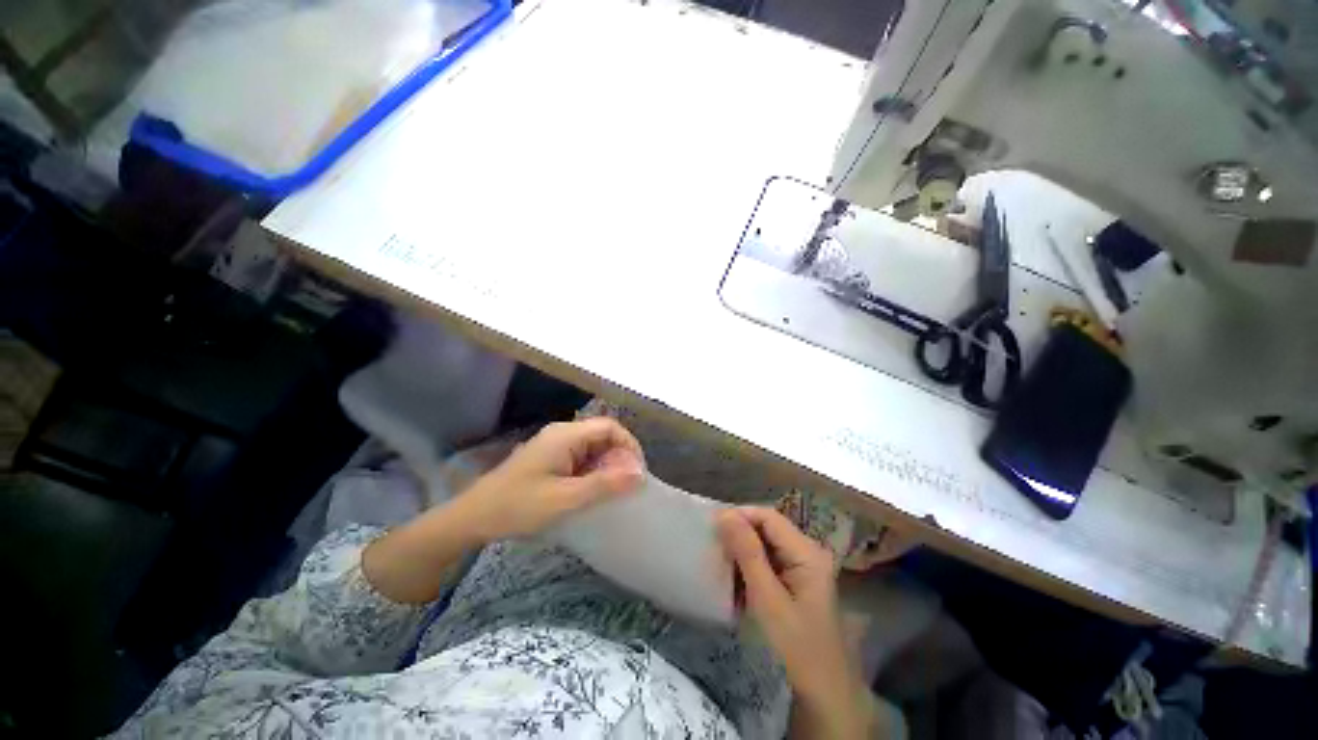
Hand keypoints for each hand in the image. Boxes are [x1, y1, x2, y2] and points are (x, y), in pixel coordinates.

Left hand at [453, 418, 645, 542]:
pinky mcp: (550, 458)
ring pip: (593, 447)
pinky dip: (593, 471)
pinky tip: (592, 491)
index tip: (637, 472)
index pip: (610, 427)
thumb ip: (604, 485)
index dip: (629, 445)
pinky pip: (581, 457)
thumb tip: (640, 474)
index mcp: (566, 435)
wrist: (474, 518)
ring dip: (606, 465)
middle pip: (602, 435)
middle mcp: (562, 433)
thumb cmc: (518, 506)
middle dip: (619, 457)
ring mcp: (555, 445)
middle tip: (627, 485)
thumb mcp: (565, 499)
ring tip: (613, 490)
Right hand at [717, 507, 873, 736]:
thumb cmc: (796, 649)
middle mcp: (808, 553)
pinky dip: (750, 567)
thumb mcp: (767, 599)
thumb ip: (747, 553)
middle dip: (739, 534)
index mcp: (807, 552)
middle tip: (713, 547)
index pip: (768, 516)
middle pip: (768, 528)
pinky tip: (736, 581)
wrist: (824, 697)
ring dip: (742, 551)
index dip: (740, 515)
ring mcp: (803, 568)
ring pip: (766, 545)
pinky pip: (769, 562)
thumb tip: (724, 514)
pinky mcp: (797, 583)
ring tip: (720, 562)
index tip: (712, 527)